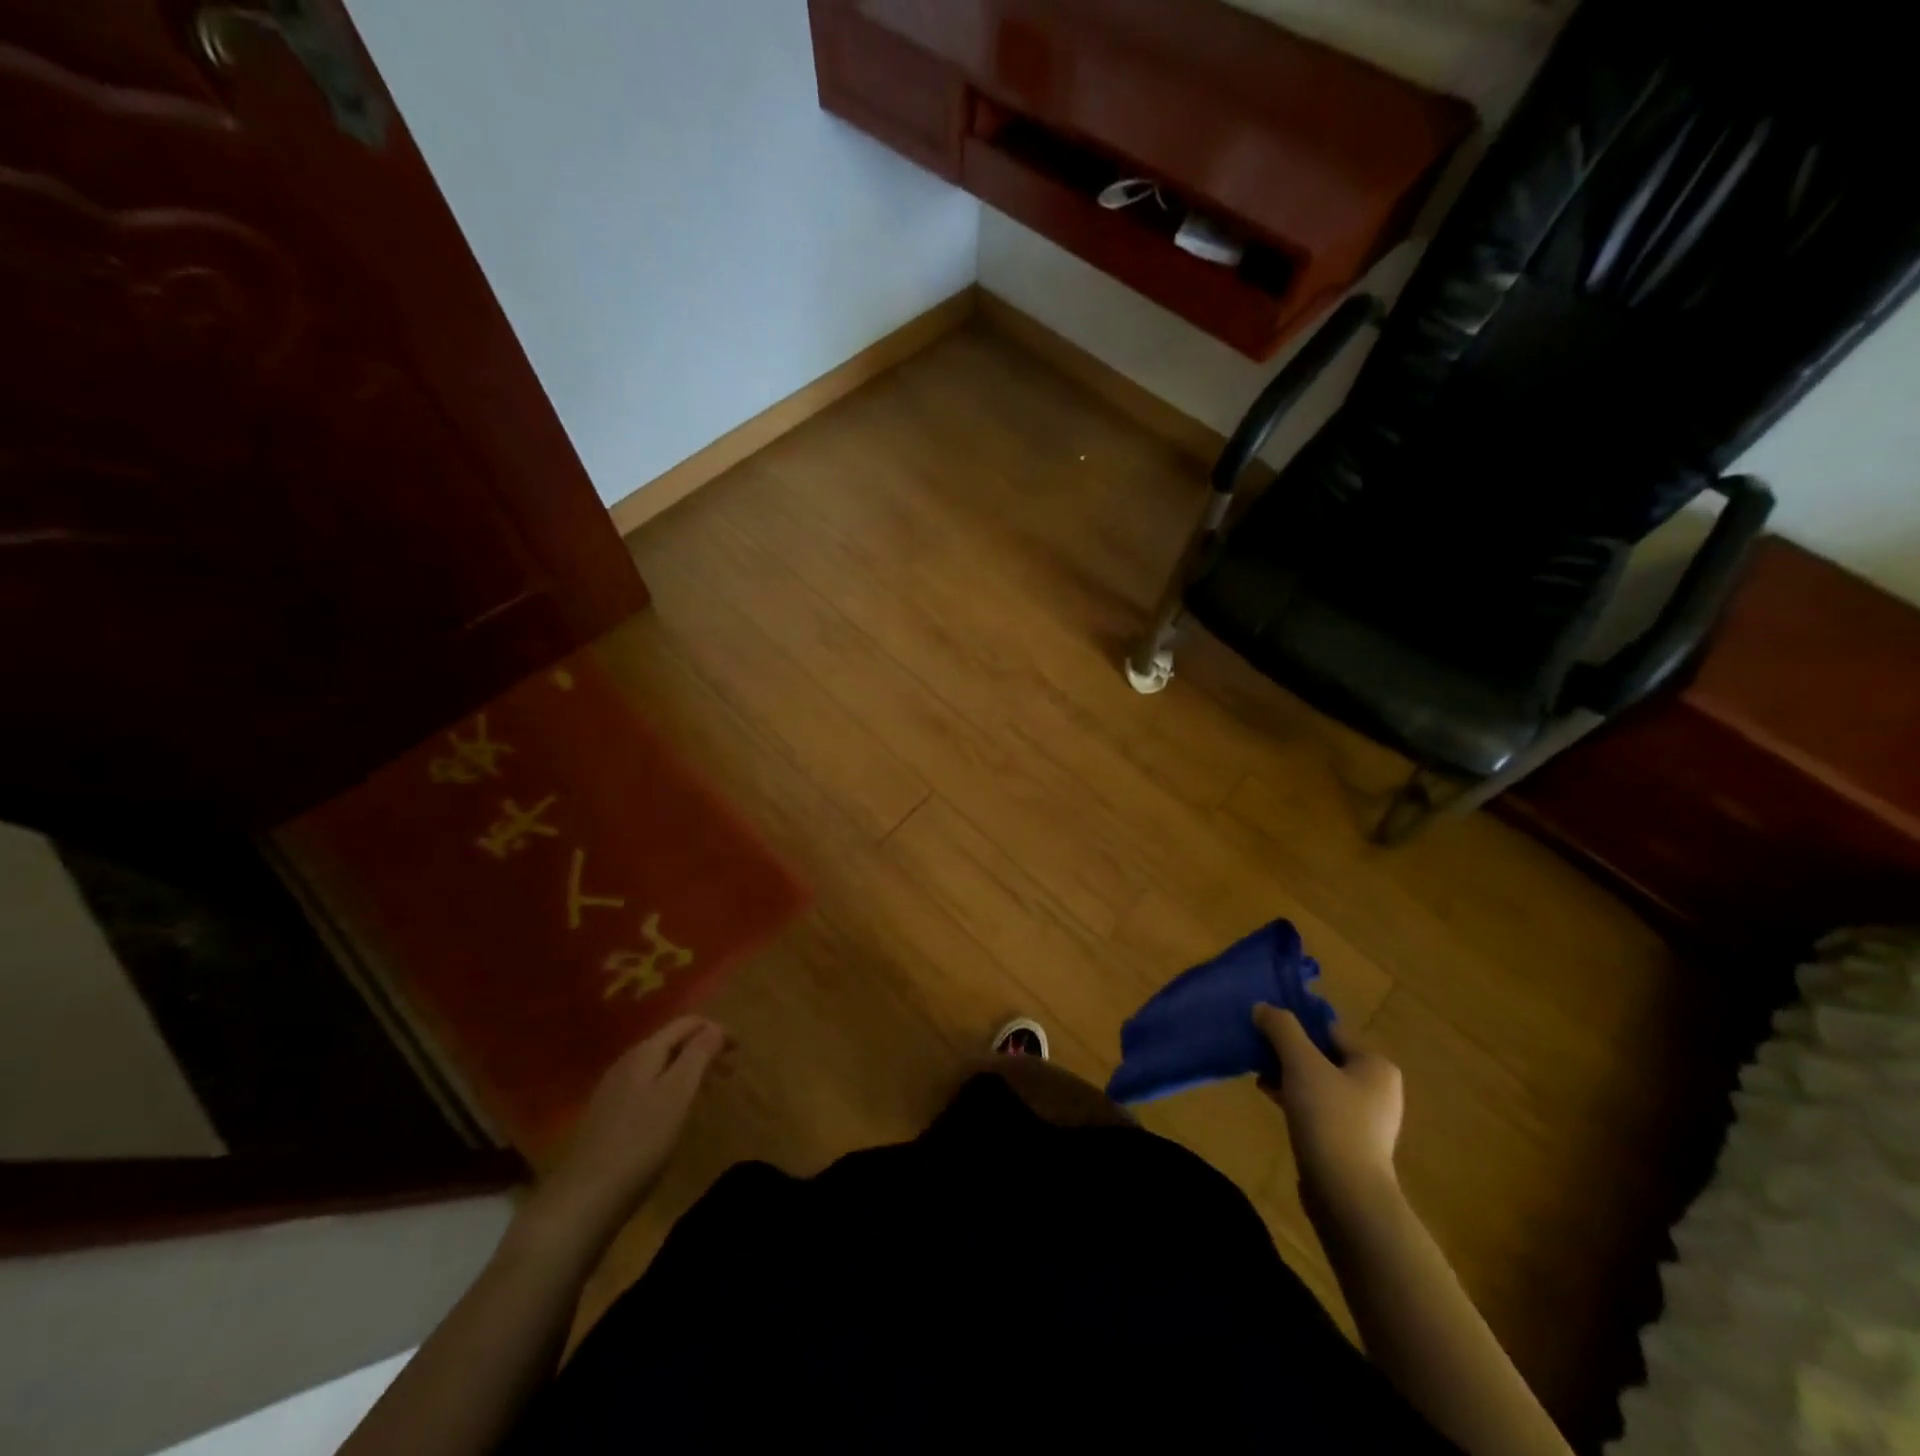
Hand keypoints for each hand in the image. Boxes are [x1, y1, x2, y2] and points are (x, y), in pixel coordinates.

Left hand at [524, 1016, 728, 1243]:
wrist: (584, 1199)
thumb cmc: (640, 1142)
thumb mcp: (678, 1093)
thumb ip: (698, 1054)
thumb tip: (716, 1026)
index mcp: (645, 1052)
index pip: (687, 1023)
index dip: (717, 1029)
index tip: (740, 1049)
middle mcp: (626, 1062)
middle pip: (672, 1041)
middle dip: (704, 1048)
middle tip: (729, 1071)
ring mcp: (612, 1089)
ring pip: (659, 1065)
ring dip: (687, 1069)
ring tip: (707, 1091)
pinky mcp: (607, 1116)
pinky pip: (647, 1086)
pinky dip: (670, 1087)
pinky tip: (673, 1113)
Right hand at [1254, 1005, 1403, 1210]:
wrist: (1346, 1194)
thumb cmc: (1330, 1118)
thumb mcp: (1301, 1063)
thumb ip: (1281, 1029)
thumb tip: (1263, 1007)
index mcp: (1375, 1065)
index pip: (1329, 1030)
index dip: (1295, 1027)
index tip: (1265, 1029)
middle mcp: (1377, 1089)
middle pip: (1322, 1056)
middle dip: (1288, 1053)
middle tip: (1258, 1052)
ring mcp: (1365, 1119)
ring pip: (1317, 1083)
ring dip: (1288, 1076)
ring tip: (1259, 1075)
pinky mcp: (1349, 1142)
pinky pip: (1317, 1108)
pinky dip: (1294, 1099)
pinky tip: (1270, 1098)